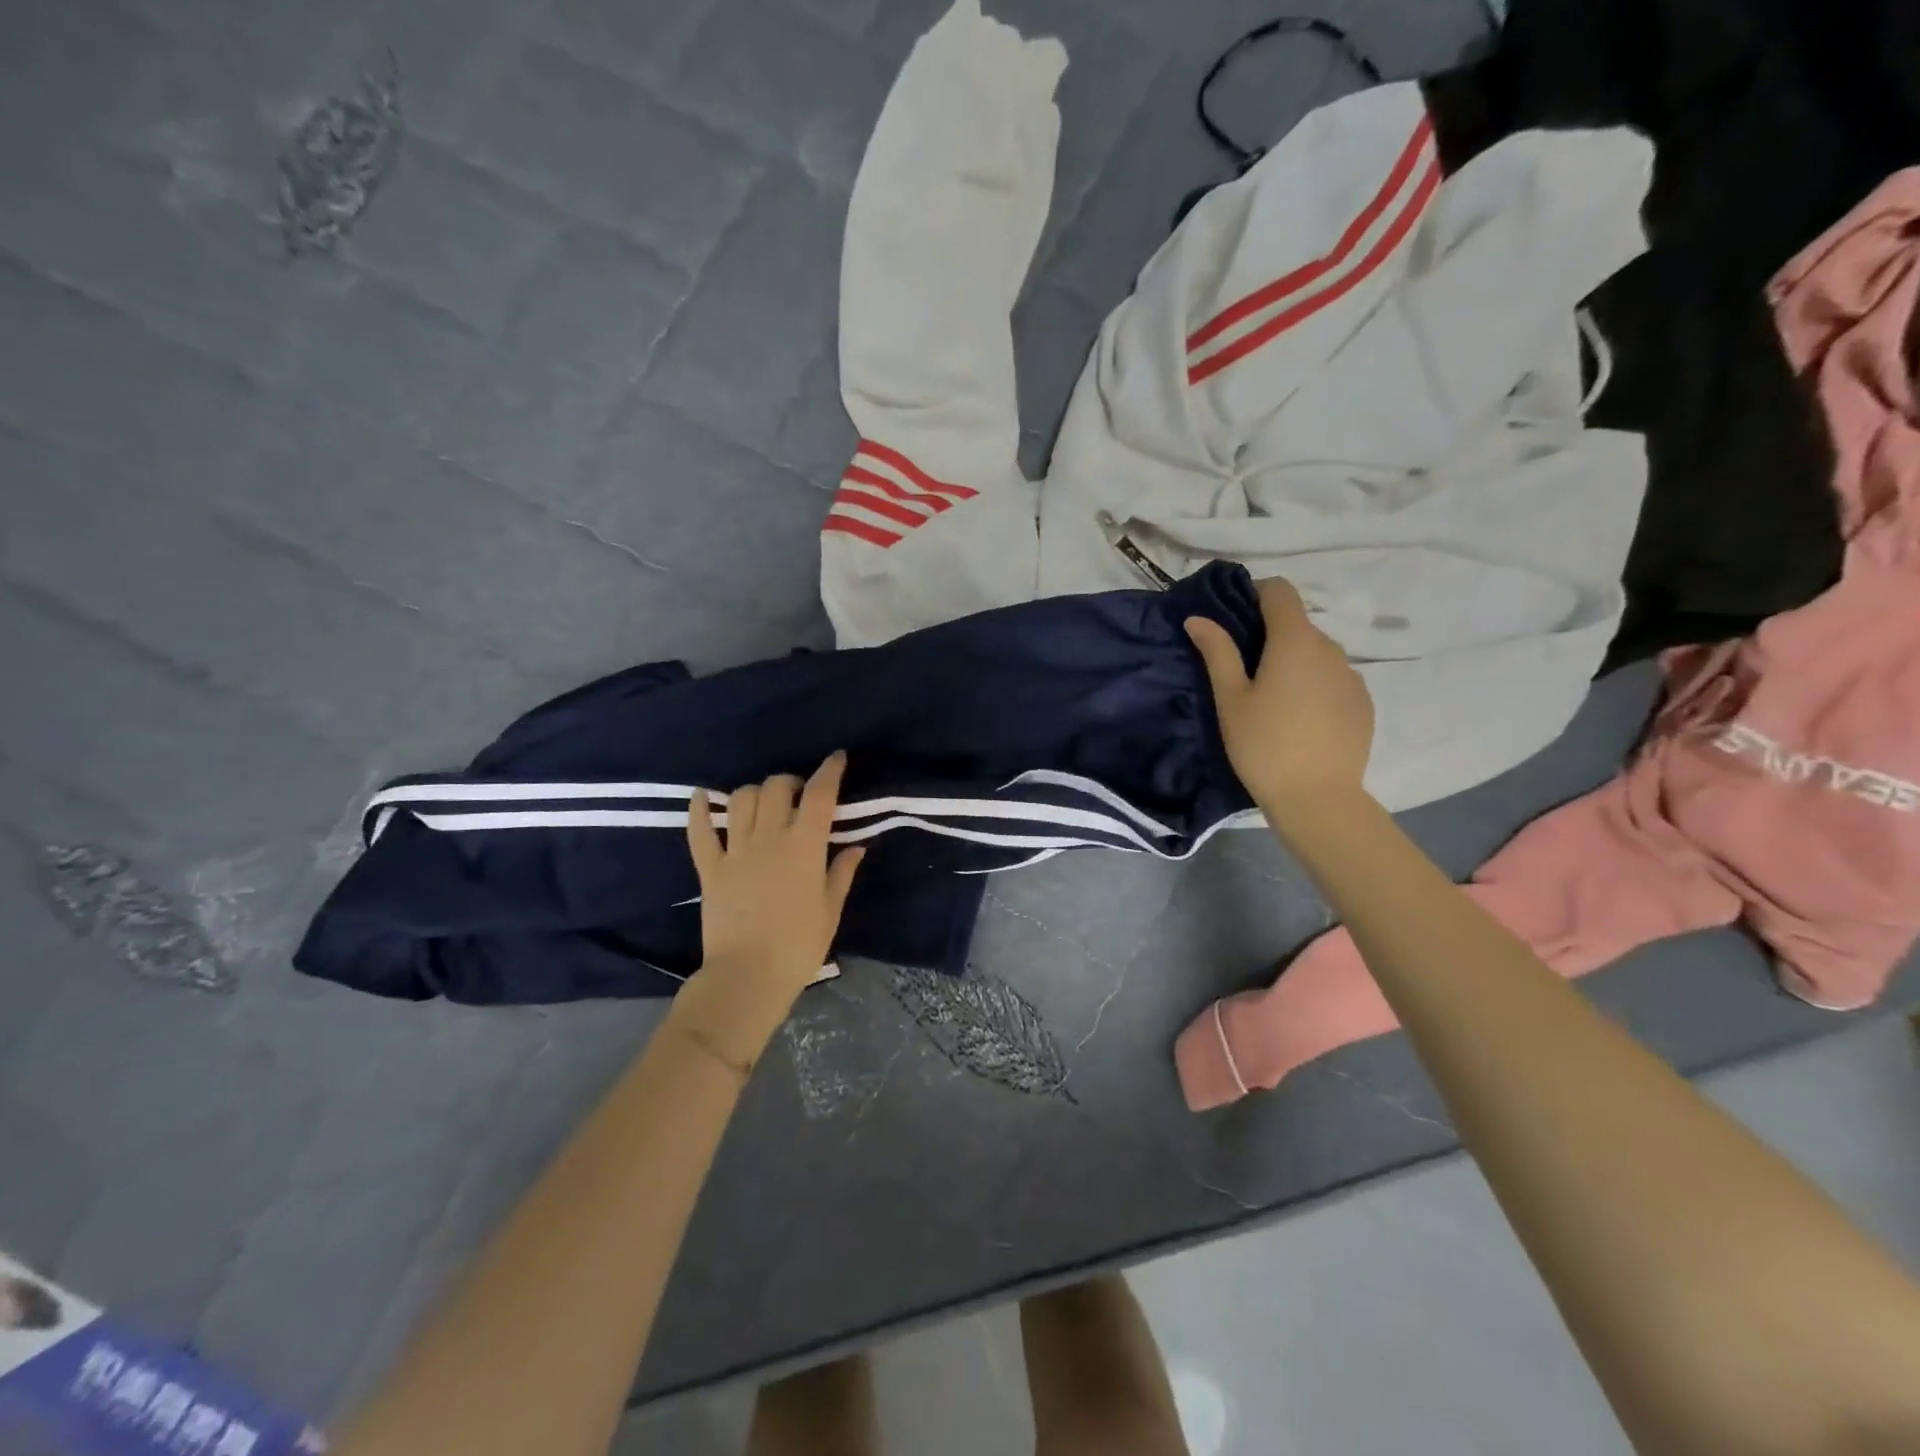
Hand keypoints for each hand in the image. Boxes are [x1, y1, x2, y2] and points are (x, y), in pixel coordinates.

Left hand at [673, 753, 865, 1066]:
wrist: (747, 978)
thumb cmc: (798, 947)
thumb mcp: (831, 910)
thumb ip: (842, 872)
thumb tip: (857, 846)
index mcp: (804, 847)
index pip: (819, 795)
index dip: (830, 771)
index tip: (837, 758)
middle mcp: (768, 839)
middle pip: (776, 788)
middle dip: (791, 782)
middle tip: (799, 795)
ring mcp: (735, 851)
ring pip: (741, 800)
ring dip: (755, 792)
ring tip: (764, 802)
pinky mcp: (709, 868)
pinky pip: (699, 831)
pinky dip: (700, 809)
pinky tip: (704, 796)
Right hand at [1185, 577, 1373, 816]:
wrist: (1318, 798)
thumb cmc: (1263, 745)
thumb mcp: (1231, 699)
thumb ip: (1217, 652)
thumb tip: (1197, 618)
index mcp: (1295, 641)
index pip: (1280, 591)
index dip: (1256, 593)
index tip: (1234, 616)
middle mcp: (1330, 648)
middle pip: (1298, 624)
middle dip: (1271, 635)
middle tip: (1243, 670)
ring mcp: (1352, 676)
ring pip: (1317, 654)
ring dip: (1294, 662)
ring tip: (1271, 700)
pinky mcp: (1363, 703)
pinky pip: (1333, 679)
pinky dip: (1314, 686)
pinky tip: (1299, 720)